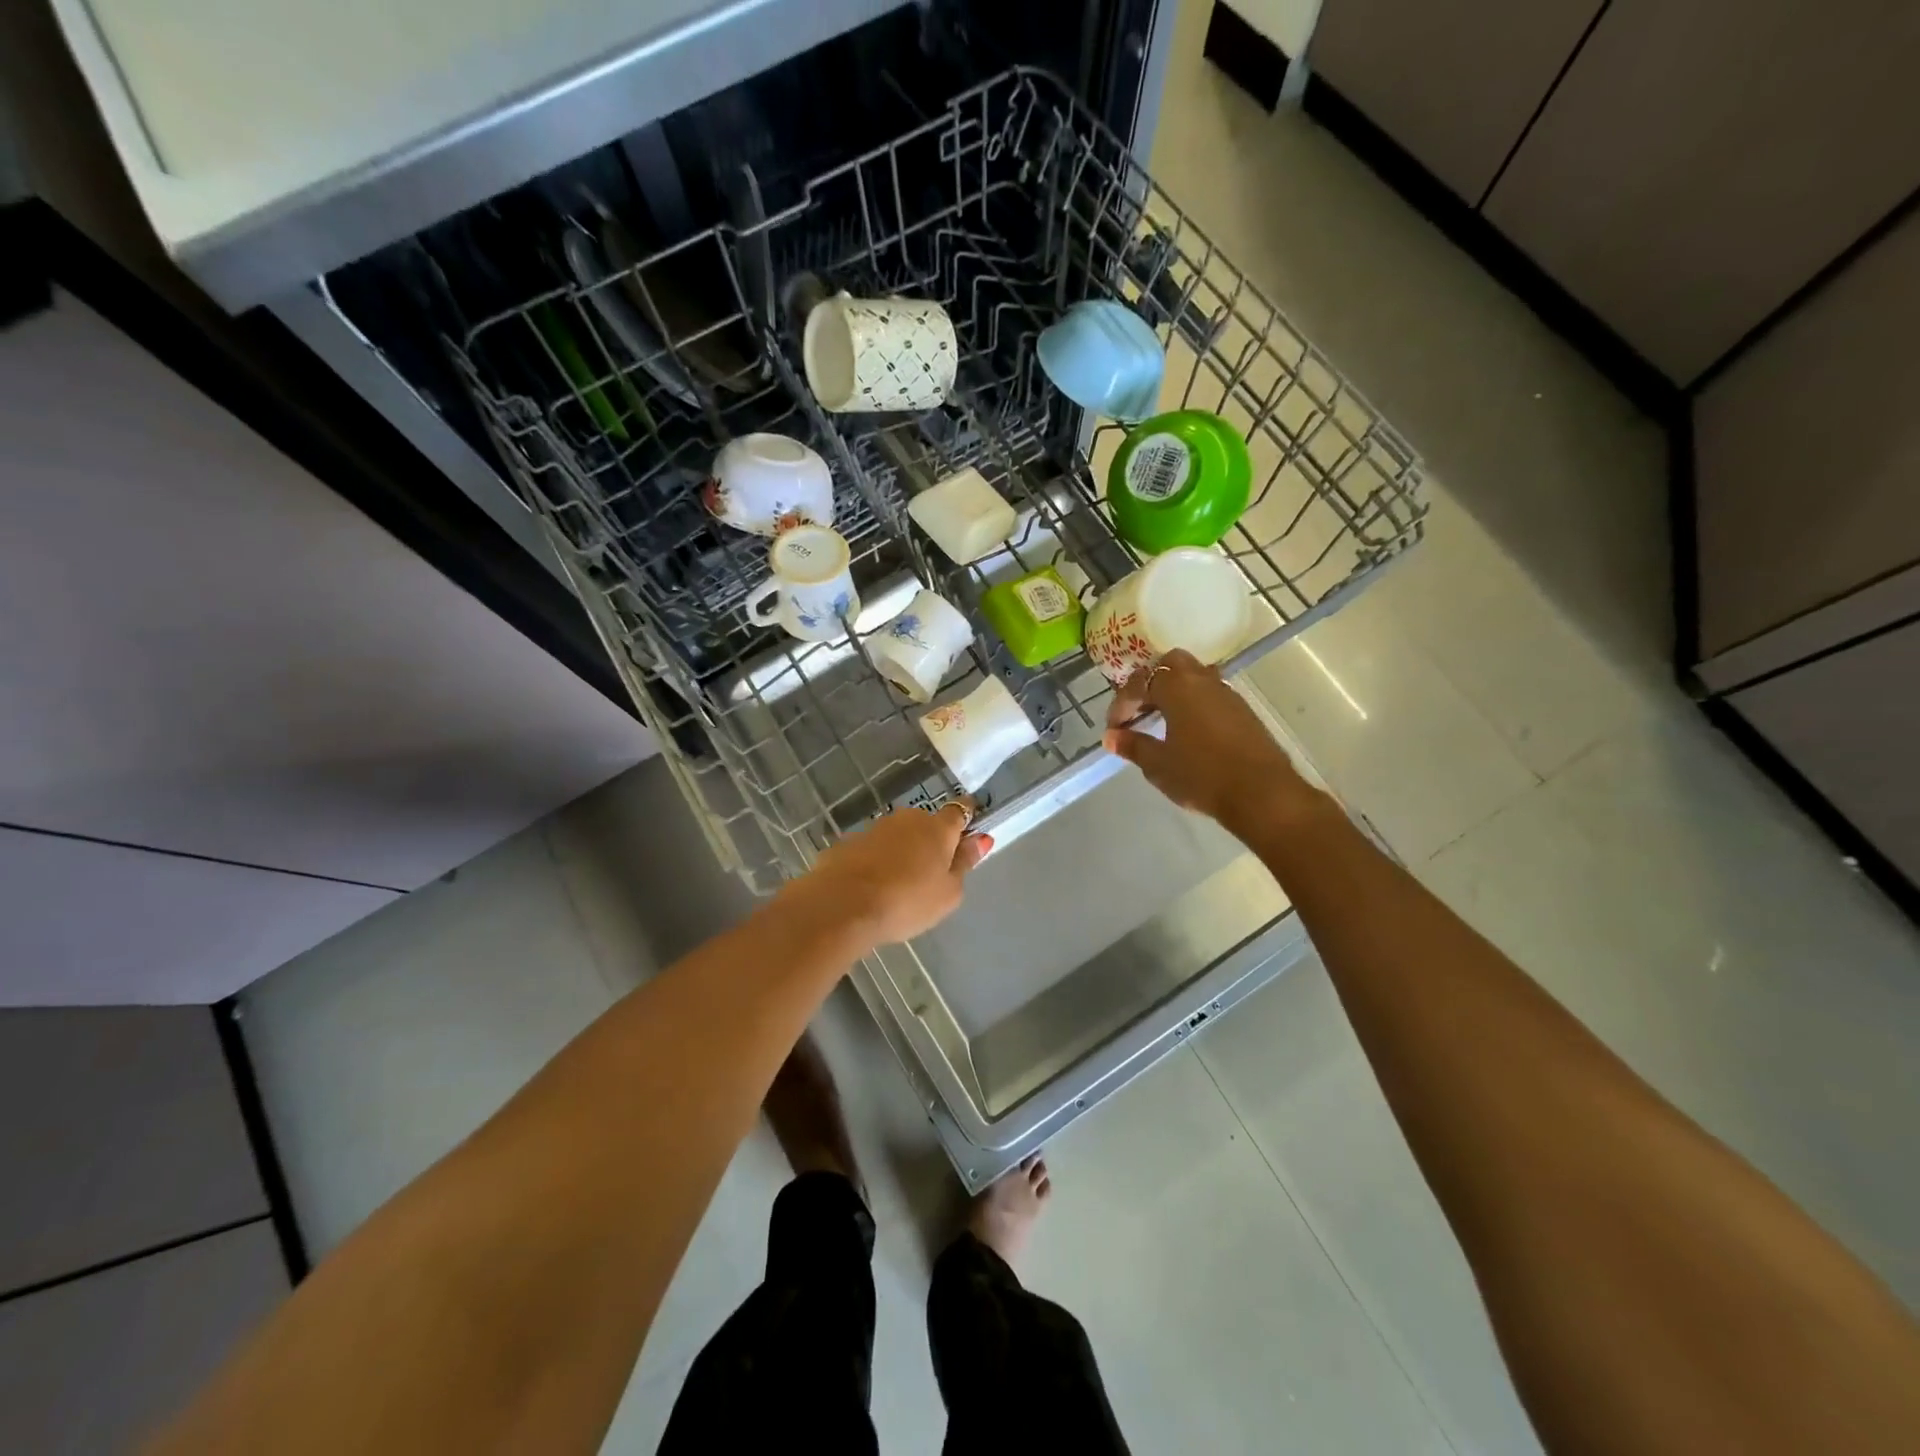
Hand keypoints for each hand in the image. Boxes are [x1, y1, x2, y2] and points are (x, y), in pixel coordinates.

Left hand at [792, 801, 990, 947]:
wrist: (842, 905)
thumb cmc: (907, 901)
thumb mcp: (949, 893)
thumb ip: (965, 863)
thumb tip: (980, 838)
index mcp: (938, 828)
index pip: (959, 811)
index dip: (966, 819)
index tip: (968, 831)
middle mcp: (906, 819)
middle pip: (925, 824)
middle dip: (930, 841)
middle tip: (931, 873)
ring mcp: (873, 829)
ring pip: (896, 837)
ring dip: (901, 852)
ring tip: (898, 886)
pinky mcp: (847, 843)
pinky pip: (871, 851)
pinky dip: (875, 863)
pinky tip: (871, 888)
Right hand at [1102, 650, 1313, 835]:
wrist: (1262, 793)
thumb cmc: (1202, 776)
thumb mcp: (1159, 765)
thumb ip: (1133, 746)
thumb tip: (1111, 737)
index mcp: (1177, 687)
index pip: (1140, 682)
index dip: (1121, 704)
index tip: (1115, 729)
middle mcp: (1202, 680)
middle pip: (1171, 664)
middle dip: (1151, 683)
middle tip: (1140, 711)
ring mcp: (1227, 693)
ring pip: (1194, 676)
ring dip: (1174, 692)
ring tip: (1162, 721)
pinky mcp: (1243, 710)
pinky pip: (1210, 694)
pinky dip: (1193, 703)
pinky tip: (1188, 732)